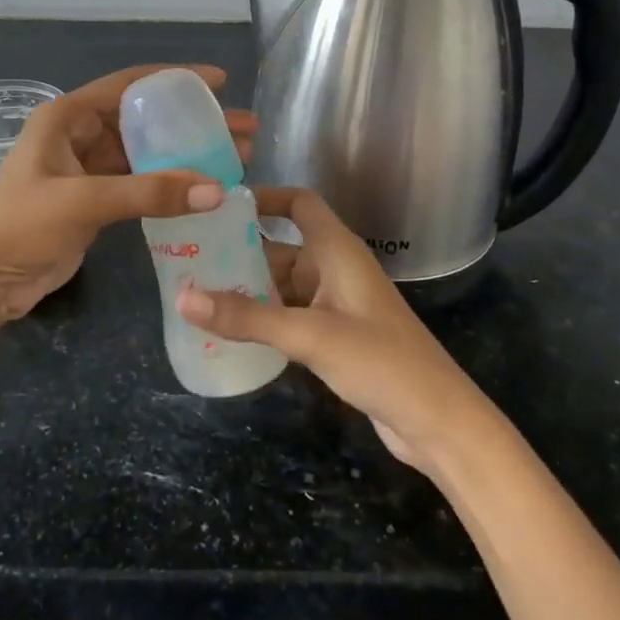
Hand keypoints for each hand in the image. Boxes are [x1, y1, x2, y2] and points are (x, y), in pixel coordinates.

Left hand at [0, 64, 254, 324]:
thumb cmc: (20, 226)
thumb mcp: (83, 202)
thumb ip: (149, 192)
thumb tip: (217, 189)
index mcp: (67, 117)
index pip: (130, 85)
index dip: (175, 79)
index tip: (219, 82)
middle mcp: (78, 135)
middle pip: (145, 120)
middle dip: (191, 123)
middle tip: (240, 128)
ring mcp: (85, 170)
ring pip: (145, 153)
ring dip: (184, 155)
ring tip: (234, 158)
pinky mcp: (92, 202)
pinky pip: (138, 183)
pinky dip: (167, 184)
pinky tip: (200, 190)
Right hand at [177, 187, 489, 470]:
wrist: (438, 421)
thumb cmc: (380, 361)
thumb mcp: (308, 335)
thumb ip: (247, 317)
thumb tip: (182, 297)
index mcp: (337, 251)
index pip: (299, 203)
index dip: (264, 197)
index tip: (219, 206)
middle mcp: (336, 269)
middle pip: (282, 246)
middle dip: (241, 251)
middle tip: (191, 257)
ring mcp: (338, 304)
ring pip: (284, 284)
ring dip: (249, 288)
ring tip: (198, 293)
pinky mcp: (337, 336)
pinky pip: (291, 314)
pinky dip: (264, 317)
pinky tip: (231, 331)